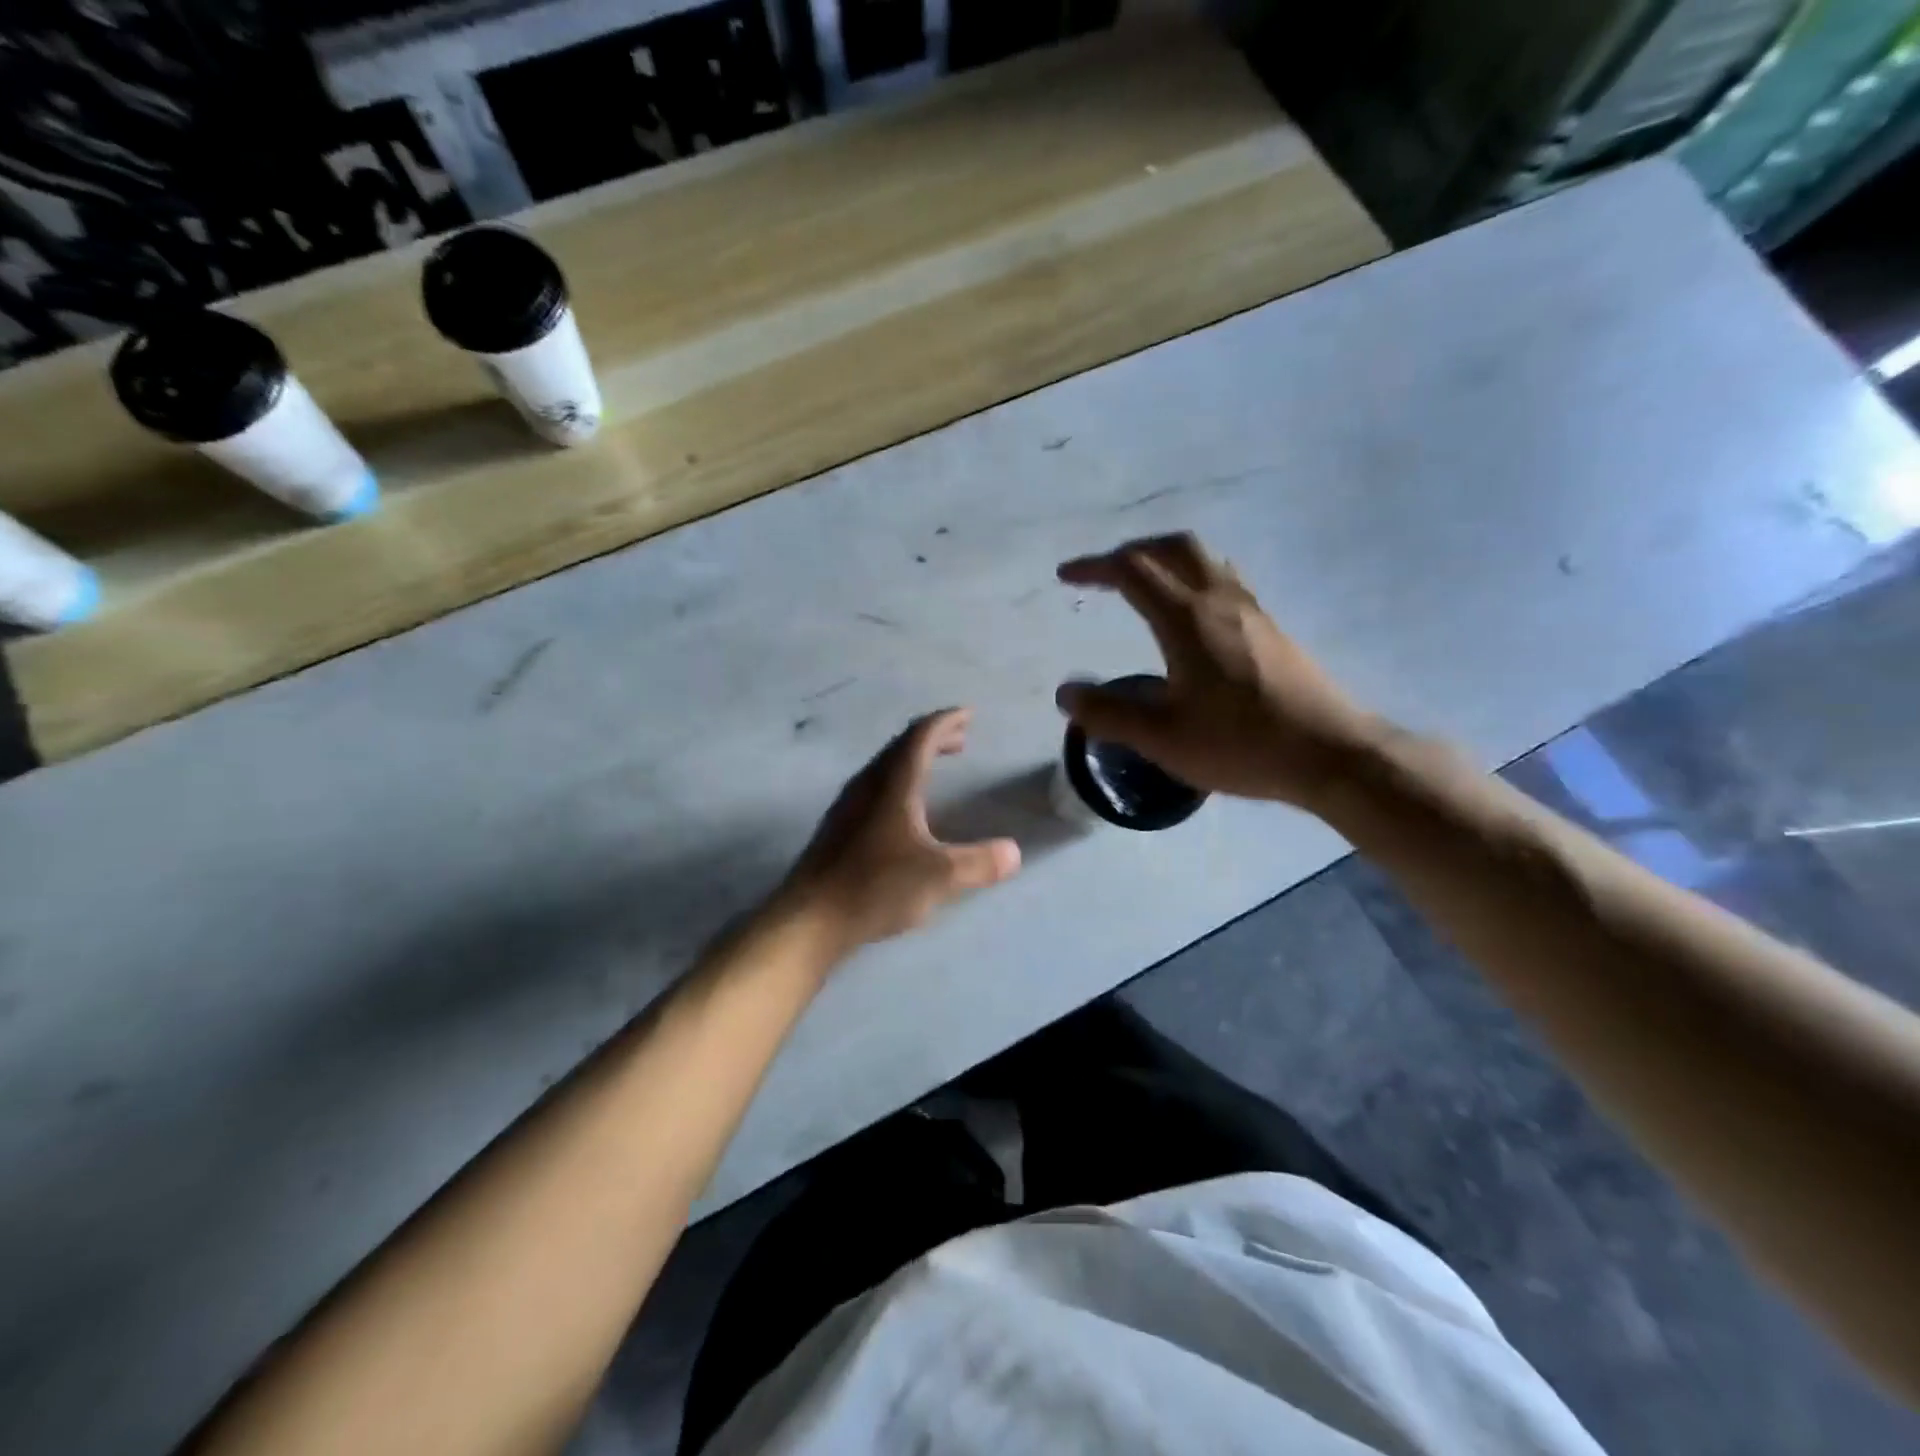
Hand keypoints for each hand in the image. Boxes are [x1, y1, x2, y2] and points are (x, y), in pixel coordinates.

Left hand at [781, 708, 1021, 953]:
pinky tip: (905, 808)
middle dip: (933, 737)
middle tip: (960, 740)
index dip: (946, 721)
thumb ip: (980, 863)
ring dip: (914, 759)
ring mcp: (848, 805)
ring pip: (885, 766)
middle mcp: (868, 784)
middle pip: (902, 746)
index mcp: (894, 783)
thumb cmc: (876, 887)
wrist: (809, 918)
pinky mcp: (838, 827)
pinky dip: (898, 781)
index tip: (968, 714)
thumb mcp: (939, 877)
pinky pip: (874, 786)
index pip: (921, 735)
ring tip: (937, 767)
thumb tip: (1013, 852)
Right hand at [1055, 533, 1383, 807]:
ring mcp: (1252, 612)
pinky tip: (1192, 618)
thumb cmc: (1241, 743)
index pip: (1132, 571)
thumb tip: (1066, 692)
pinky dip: (1194, 579)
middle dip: (1133, 551)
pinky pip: (1225, 582)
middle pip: (1174, 547)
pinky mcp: (1272, 630)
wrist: (1331, 753)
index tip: (1066, 577)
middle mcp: (1220, 601)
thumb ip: (1108, 712)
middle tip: (1106, 572)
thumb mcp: (1161, 737)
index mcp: (1187, 619)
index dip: (1094, 567)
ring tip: (1145, 585)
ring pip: (1205, 560)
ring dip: (1167, 560)